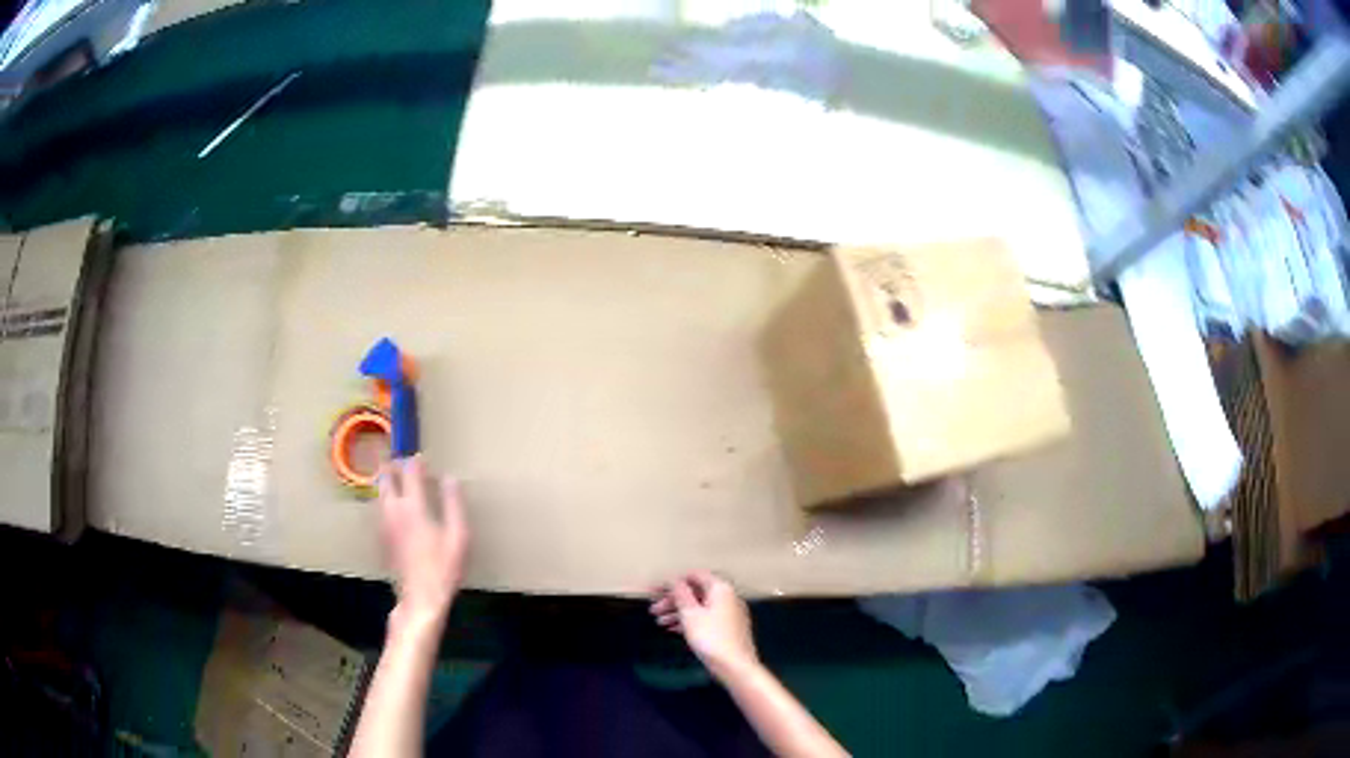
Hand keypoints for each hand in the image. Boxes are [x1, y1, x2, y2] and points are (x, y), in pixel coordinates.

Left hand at [377, 455, 468, 626]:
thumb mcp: (459, 536)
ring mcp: (385, 525)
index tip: (421, 458)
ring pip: (379, 493)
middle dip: (393, 467)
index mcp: (413, 507)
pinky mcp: (382, 538)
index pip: (409, 473)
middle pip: (386, 479)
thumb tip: (450, 479)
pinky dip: (385, 500)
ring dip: (387, 482)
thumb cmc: (444, 567)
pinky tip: (394, 508)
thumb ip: (453, 504)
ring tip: (396, 480)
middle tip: (403, 464)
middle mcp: (394, 511)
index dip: (415, 462)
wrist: (421, 597)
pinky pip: (380, 509)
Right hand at [650, 571, 757, 679]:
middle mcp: (727, 597)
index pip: (694, 575)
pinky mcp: (728, 628)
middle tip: (653, 610)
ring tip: (659, 623)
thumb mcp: (690, 613)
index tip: (655, 592)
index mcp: (720, 588)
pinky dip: (689, 621)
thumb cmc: (710, 637)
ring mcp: (729, 613)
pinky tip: (673, 630)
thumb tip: (675, 579)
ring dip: (678, 612)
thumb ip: (681, 593)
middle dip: (673, 600)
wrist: (735, 666)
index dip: (673, 582)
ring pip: (700, 607)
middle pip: (696, 592)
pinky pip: (706, 618)